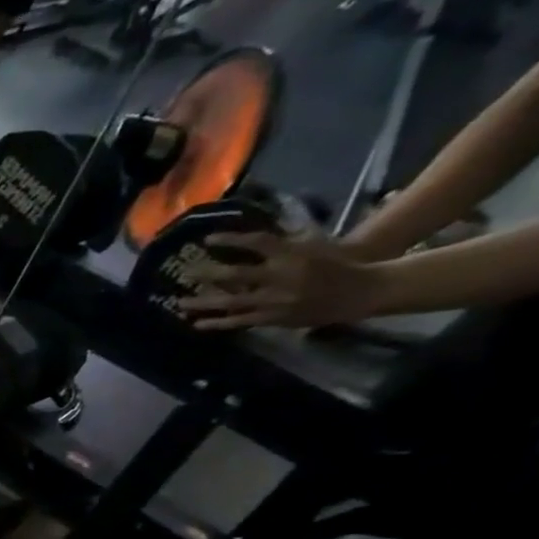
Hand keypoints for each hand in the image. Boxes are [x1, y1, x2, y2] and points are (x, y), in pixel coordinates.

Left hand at [179, 230, 383, 330]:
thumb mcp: (313, 241)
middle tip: (184, 272)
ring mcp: (275, 299)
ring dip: (203, 302)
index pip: (257, 242)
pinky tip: (197, 323)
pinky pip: (239, 321)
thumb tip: (267, 215)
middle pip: (236, 273)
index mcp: (292, 253)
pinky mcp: (273, 318)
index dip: (231, 239)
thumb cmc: (333, 262)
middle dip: (208, 272)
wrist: (359, 291)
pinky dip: (217, 323)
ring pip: (231, 301)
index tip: (208, 239)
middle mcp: (280, 276)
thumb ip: (286, 233)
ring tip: (179, 302)